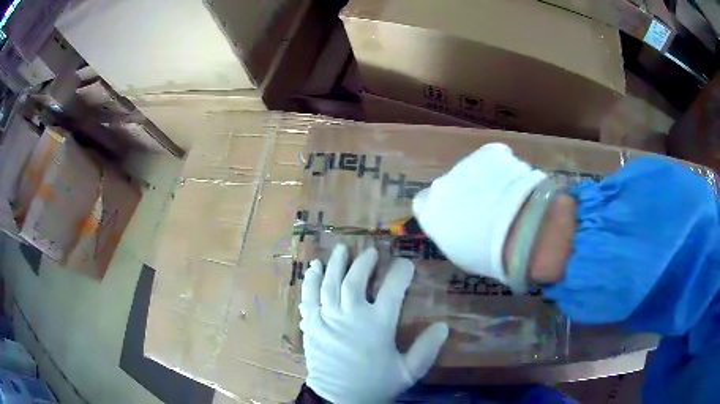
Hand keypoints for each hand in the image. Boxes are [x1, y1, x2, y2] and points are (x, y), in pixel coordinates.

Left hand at [300, 245, 448, 402]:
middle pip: (356, 280)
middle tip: (370, 251)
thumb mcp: (408, 372)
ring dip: (337, 264)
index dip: (400, 272)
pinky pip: (310, 297)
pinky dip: (311, 281)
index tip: (405, 263)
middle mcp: (352, 316)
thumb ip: (426, 349)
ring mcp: (328, 318)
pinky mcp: (312, 324)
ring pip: (331, 283)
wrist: (339, 399)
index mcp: (378, 325)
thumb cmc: (375, 385)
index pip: (392, 289)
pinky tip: (314, 268)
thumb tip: (444, 326)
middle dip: (364, 262)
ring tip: (342, 250)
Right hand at [412, 143, 546, 283]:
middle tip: (488, 210)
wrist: (516, 229)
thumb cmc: (486, 254)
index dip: (442, 208)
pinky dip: (505, 168)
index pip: (424, 203)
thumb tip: (459, 228)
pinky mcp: (490, 151)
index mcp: (429, 210)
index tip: (456, 218)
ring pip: (475, 171)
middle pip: (451, 184)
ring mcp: (466, 163)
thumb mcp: (459, 254)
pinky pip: (496, 158)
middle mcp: (441, 183)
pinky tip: (518, 185)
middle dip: (467, 194)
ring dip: (487, 181)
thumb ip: (452, 235)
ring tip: (509, 200)